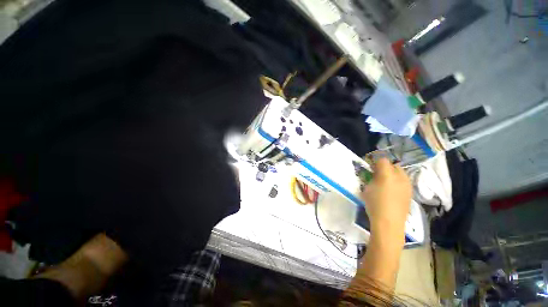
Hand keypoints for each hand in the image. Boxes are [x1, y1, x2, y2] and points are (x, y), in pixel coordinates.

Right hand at [361, 157, 411, 238]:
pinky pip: (403, 182)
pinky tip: (390, 191)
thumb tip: (373, 172)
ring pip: (399, 173)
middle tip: (376, 174)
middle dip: (384, 167)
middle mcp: (400, 177)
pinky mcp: (410, 193)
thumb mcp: (367, 188)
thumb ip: (370, 177)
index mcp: (388, 174)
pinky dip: (396, 182)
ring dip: (391, 174)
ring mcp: (407, 185)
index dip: (374, 161)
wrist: (389, 223)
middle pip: (393, 165)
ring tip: (383, 182)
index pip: (382, 160)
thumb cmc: (374, 204)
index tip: (369, 167)